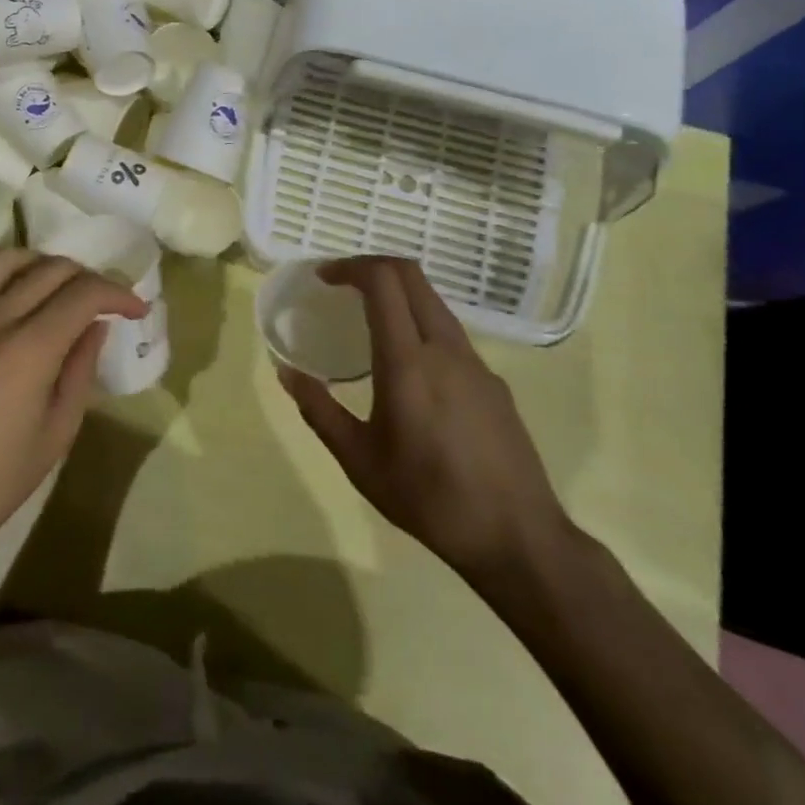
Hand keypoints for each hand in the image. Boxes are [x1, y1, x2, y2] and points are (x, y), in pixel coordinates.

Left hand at [0, 248, 145, 598]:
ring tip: (64, 290)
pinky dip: (7, 273)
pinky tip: (18, 297)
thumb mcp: (57, 432)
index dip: (118, 294)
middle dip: (90, 278)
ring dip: (46, 265)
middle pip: (52, 268)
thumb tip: (96, 326)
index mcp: (28, 348)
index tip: (137, 310)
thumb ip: (81, 369)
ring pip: (11, 258)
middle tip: (108, 303)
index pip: (84, 293)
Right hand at [280, 256, 572, 588]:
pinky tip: (411, 368)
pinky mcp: (494, 382)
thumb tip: (286, 372)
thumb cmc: (428, 498)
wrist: (518, 539)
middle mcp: (445, 348)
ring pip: (434, 302)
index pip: (382, 282)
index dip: (350, 266)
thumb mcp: (359, 461)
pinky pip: (451, 333)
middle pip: (411, 275)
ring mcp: (476, 362)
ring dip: (399, 293)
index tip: (324, 277)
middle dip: (373, 266)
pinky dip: (421, 324)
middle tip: (342, 284)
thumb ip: (319, 410)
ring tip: (370, 320)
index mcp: (408, 361)